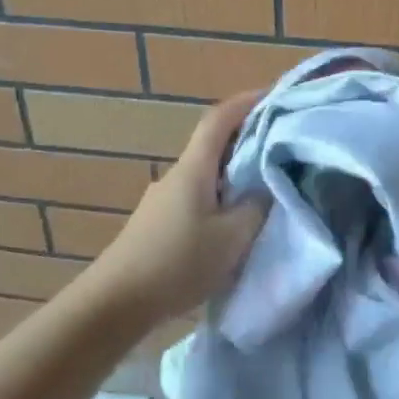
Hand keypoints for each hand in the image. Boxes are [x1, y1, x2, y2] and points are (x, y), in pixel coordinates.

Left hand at [89, 91, 268, 326]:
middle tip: (282, 145)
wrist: (115, 303)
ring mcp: (163, 199)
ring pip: (206, 174)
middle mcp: (176, 175)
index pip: (220, 119)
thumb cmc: (178, 262)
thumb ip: (257, 207)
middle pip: (214, 145)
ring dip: (235, 172)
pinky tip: (234, 221)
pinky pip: (198, 196)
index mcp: (194, 168)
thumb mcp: (233, 237)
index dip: (246, 102)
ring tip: (265, 186)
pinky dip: (221, 196)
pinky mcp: (158, 223)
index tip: (273, 95)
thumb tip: (268, 187)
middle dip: (247, 139)